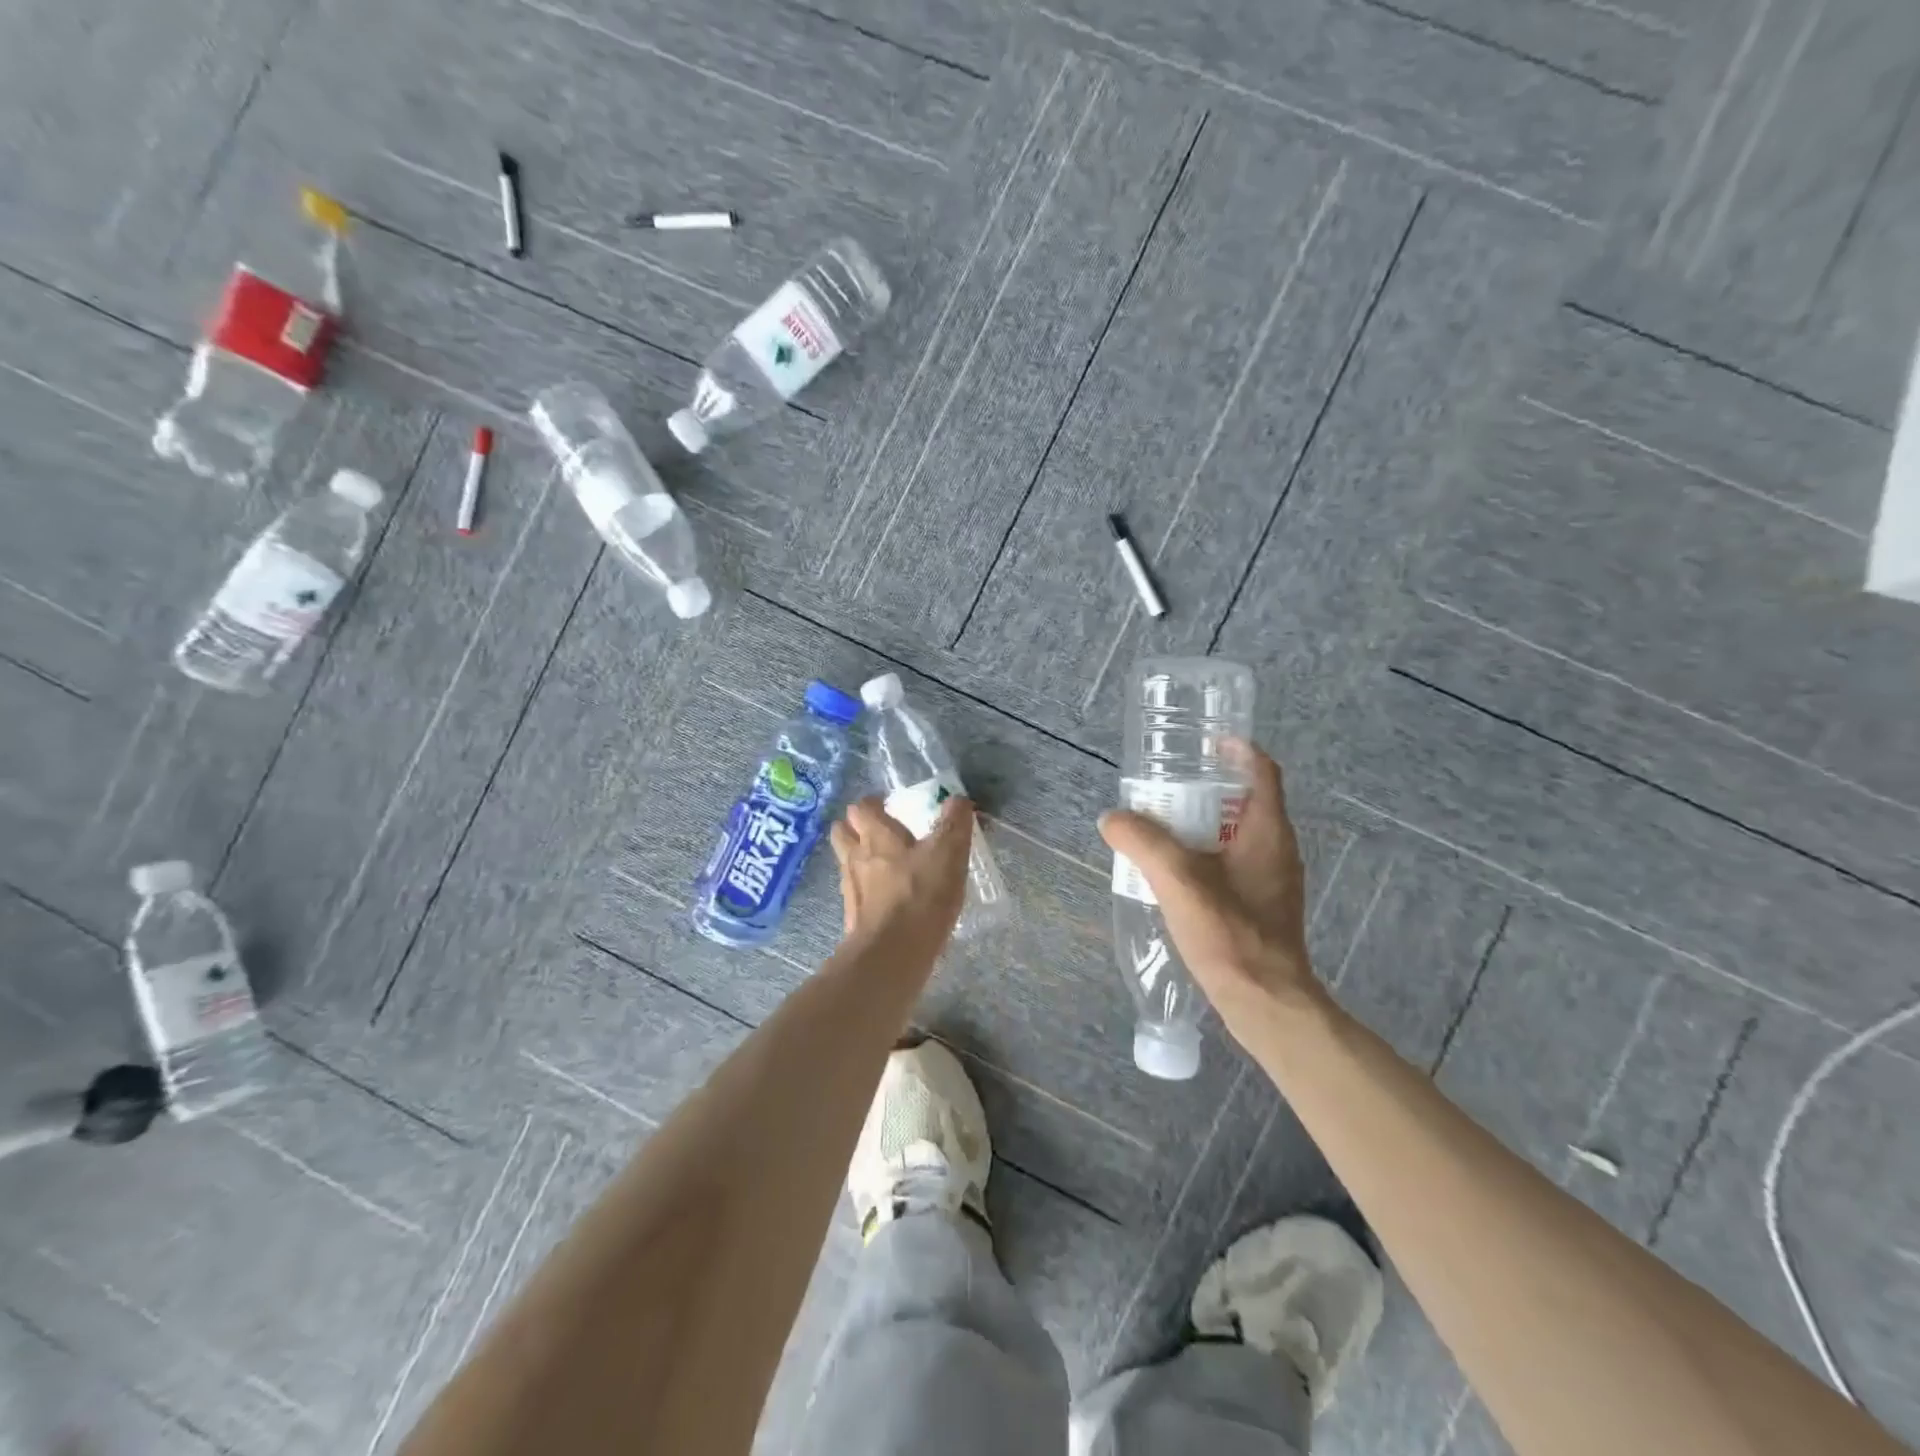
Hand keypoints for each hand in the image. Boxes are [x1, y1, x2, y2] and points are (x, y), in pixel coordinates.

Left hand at [830, 795, 975, 960]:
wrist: (891, 954)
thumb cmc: (920, 895)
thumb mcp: (948, 853)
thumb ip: (954, 823)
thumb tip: (958, 799)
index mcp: (875, 835)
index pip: (861, 807)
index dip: (873, 804)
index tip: (890, 806)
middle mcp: (855, 856)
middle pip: (843, 833)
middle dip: (857, 829)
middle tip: (882, 833)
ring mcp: (851, 889)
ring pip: (848, 863)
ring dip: (862, 860)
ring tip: (888, 867)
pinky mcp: (853, 918)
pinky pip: (857, 894)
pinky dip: (869, 892)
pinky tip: (890, 900)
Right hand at [1097, 740, 1318, 1020]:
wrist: (1265, 1003)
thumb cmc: (1230, 933)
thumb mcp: (1178, 880)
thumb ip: (1143, 843)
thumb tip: (1112, 818)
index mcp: (1267, 832)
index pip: (1262, 771)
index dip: (1236, 749)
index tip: (1205, 741)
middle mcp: (1277, 850)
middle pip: (1245, 801)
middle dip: (1206, 789)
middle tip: (1166, 788)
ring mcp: (1273, 880)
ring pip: (1237, 835)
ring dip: (1203, 825)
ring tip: (1161, 828)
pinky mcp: (1263, 906)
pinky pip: (1233, 864)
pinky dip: (1205, 855)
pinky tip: (1174, 874)